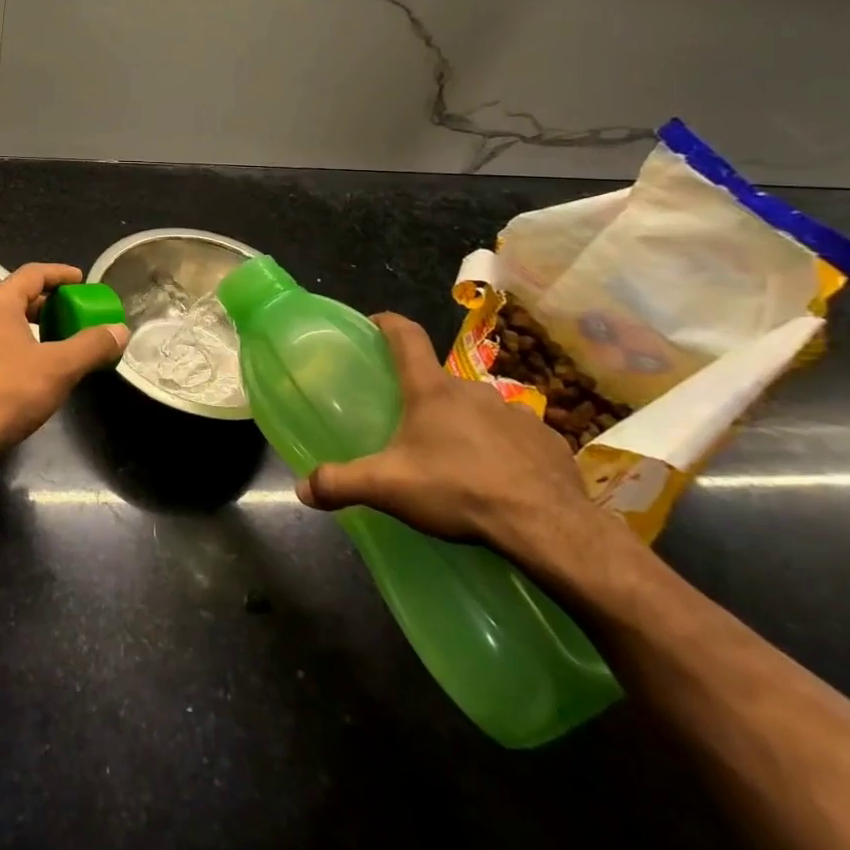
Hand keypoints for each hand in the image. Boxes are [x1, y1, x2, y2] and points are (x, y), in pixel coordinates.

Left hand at [0, 263, 128, 451]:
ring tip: (54, 340)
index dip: (60, 274)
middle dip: (46, 303)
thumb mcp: (59, 368)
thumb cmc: (8, 393)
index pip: (32, 274)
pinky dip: (12, 344)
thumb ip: (92, 346)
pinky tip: (27, 367)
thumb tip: (120, 331)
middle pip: (15, 296)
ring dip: (29, 326)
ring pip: (0, 322)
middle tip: (72, 313)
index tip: (81, 279)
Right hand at [295, 312, 615, 565]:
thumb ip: (340, 483)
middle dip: (423, 397)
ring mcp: (516, 413)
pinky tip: (498, 479)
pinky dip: (502, 449)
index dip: (388, 323)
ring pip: (479, 409)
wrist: (548, 526)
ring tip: (455, 459)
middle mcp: (473, 390)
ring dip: (465, 424)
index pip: (406, 337)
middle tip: (409, 426)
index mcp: (432, 390)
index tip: (375, 322)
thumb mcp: (387, 488)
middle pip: (440, 381)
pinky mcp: (548, 440)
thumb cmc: (458, 490)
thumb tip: (302, 489)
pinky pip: (515, 436)